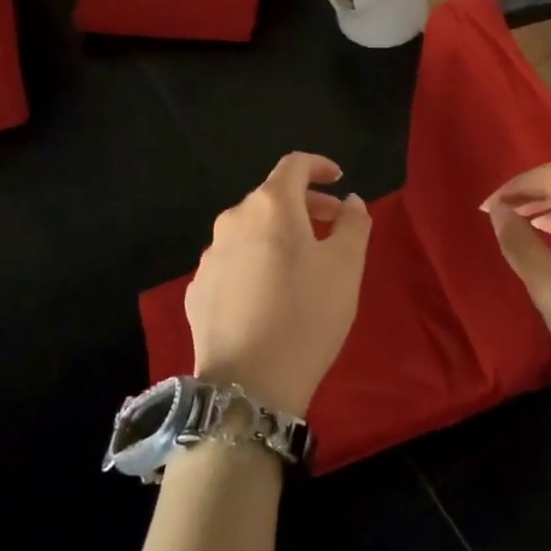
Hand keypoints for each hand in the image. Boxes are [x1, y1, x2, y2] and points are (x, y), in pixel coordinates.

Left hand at [185, 153, 372, 417]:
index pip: (294, 165)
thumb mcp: (346, 267)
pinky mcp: (197, 290)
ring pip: (251, 231)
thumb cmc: (306, 316)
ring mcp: (209, 256)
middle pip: (272, 198)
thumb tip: (349, 201)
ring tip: (304, 267)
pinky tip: (270, 296)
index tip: (339, 179)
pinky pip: (233, 262)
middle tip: (333, 228)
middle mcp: (233, 220)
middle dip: (306, 205)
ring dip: (280, 235)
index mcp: (270, 206)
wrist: (247, 385)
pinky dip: (256, 262)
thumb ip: (353, 223)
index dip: (319, 166)